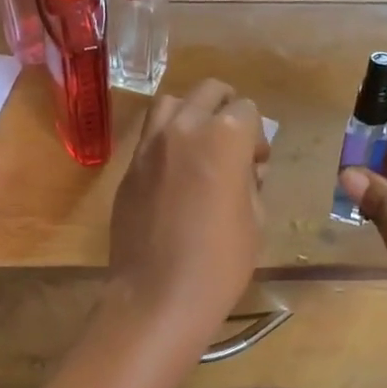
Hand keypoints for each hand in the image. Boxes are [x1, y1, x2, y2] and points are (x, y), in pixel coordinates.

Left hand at [108, 79, 269, 341]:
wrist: (158, 296)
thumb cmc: (219, 263)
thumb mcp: (255, 219)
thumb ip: (251, 179)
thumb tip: (246, 166)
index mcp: (223, 137)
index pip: (247, 109)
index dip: (257, 135)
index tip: (257, 163)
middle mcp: (183, 128)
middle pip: (208, 92)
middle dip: (227, 109)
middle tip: (233, 144)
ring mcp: (149, 146)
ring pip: (171, 103)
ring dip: (191, 113)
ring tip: (200, 144)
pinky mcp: (129, 168)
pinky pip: (150, 136)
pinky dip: (167, 139)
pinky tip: (175, 172)